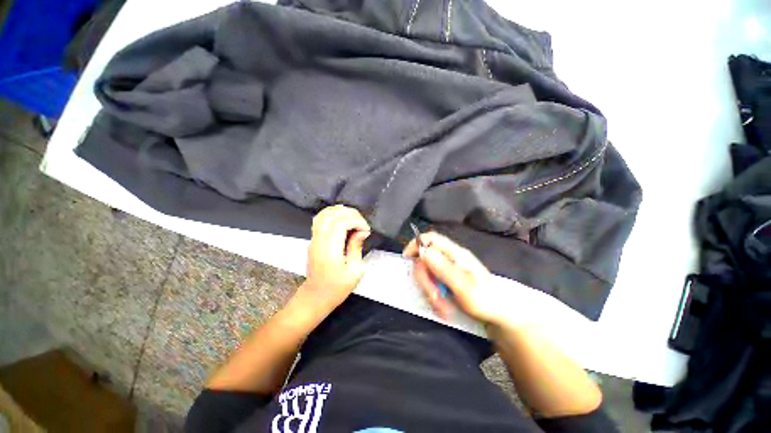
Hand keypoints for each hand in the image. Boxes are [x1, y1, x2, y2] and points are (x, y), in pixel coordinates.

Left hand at [297, 205, 370, 315]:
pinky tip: (342, 219)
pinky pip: (320, 219)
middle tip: (362, 223)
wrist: (315, 297)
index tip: (366, 229)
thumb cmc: (336, 288)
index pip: (341, 223)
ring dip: (341, 212)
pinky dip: (332, 214)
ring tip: (354, 219)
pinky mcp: (313, 240)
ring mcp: (314, 240)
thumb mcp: (354, 271)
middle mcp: (319, 241)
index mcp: (330, 250)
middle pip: (333, 215)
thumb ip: (356, 247)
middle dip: (351, 214)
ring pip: (324, 214)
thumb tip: (362, 232)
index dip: (356, 221)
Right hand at [404, 232, 504, 325]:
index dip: (416, 244)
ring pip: (427, 274)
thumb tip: (423, 251)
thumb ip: (443, 268)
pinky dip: (434, 296)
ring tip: (443, 307)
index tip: (407, 258)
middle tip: (434, 297)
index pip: (431, 238)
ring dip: (430, 291)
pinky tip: (443, 307)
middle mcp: (450, 258)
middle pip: (425, 259)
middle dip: (425, 279)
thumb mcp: (464, 286)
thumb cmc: (486, 300)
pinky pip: (432, 284)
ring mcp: (448, 270)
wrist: (500, 315)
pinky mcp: (447, 281)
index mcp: (455, 254)